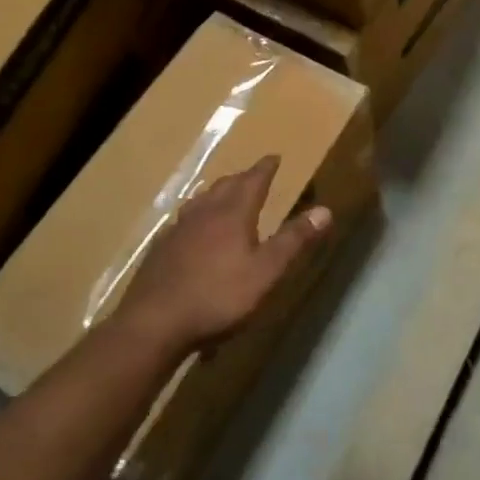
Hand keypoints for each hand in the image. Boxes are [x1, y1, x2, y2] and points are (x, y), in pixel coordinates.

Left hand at [113, 157, 331, 357]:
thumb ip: (294, 240)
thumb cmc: (218, 296)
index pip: (253, 181)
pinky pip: (183, 221)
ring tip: (224, 195)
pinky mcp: (161, 249)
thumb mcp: (266, 272)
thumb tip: (325, 210)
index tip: (274, 157)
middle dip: (242, 178)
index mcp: (232, 213)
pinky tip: (192, 230)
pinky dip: (196, 216)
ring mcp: (178, 229)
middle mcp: (204, 212)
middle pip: (225, 186)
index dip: (265, 168)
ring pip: (201, 201)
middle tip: (253, 175)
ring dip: (217, 193)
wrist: (154, 322)